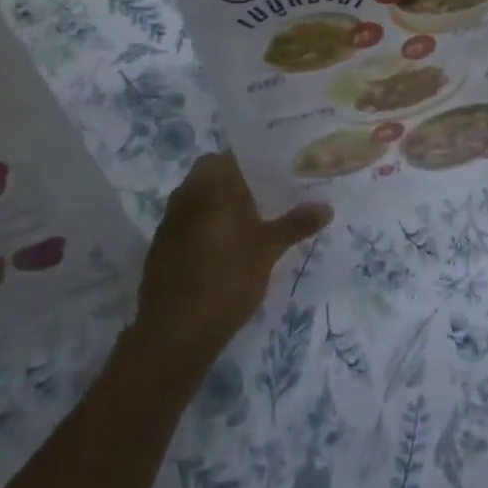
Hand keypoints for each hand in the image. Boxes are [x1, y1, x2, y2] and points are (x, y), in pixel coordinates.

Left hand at [132, 154, 331, 377]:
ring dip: (219, 206)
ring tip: (250, 226)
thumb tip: (327, 207)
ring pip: (199, 200)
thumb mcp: (269, 249)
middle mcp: (187, 193)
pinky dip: (204, 229)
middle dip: (238, 184)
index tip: (277, 173)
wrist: (175, 331)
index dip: (256, 162)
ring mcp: (169, 220)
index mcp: (213, 183)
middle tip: (268, 199)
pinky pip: (187, 224)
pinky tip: (223, 251)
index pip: (234, 156)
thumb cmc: (228, 277)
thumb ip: (296, 224)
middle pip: (214, 175)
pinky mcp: (160, 247)